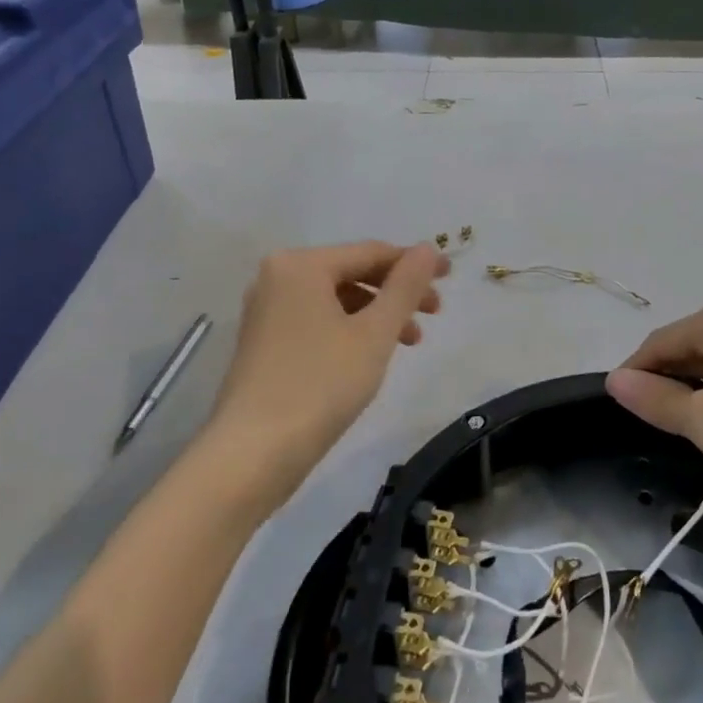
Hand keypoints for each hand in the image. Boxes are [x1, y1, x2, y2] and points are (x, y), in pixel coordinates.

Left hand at [206, 241, 449, 503]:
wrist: (252, 455)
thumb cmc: (320, 385)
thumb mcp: (374, 333)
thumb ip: (405, 286)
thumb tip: (428, 248)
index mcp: (301, 265)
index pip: (370, 252)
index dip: (414, 263)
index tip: (450, 276)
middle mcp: (277, 277)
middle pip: (352, 272)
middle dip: (396, 291)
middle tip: (434, 314)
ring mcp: (266, 310)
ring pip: (336, 299)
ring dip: (377, 314)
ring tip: (410, 343)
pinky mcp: (264, 341)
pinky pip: (318, 319)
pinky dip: (350, 329)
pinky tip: (371, 355)